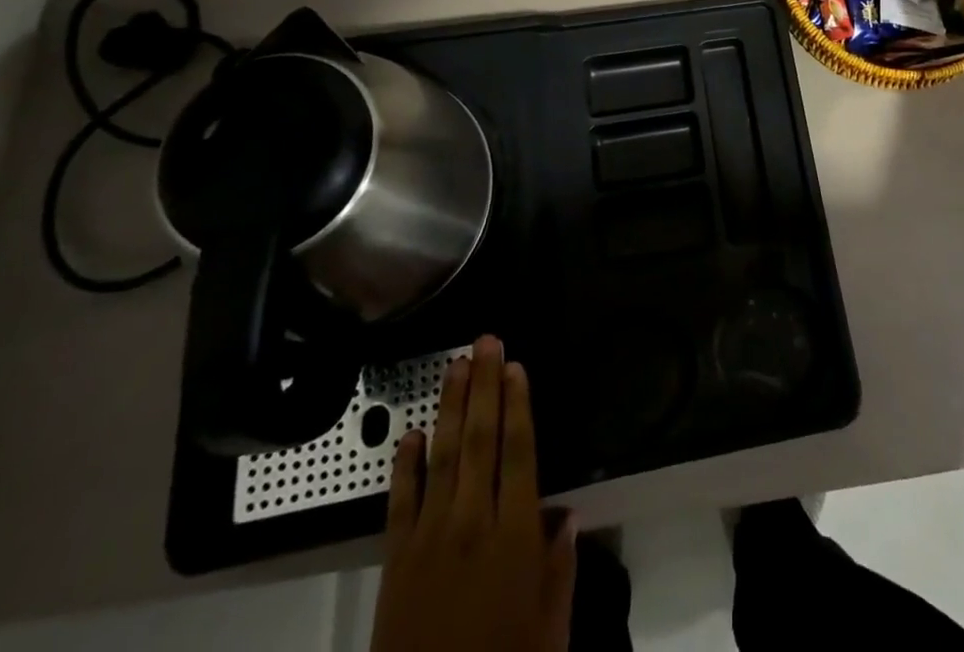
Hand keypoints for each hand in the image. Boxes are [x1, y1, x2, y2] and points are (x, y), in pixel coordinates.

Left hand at [372, 336, 575, 651]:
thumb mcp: (549, 633)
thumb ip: (560, 571)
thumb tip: (568, 516)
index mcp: (515, 537)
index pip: (519, 453)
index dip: (518, 405)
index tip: (516, 366)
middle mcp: (472, 524)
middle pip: (479, 440)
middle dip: (484, 387)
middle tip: (486, 341)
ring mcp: (429, 539)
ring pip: (441, 457)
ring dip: (449, 407)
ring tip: (456, 365)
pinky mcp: (395, 561)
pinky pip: (399, 502)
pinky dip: (404, 466)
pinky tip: (409, 434)